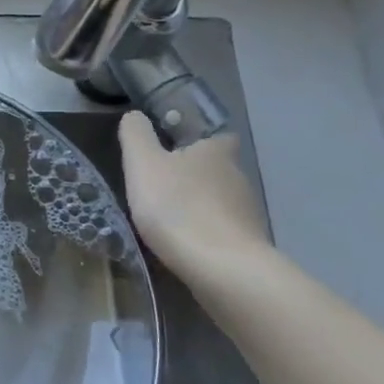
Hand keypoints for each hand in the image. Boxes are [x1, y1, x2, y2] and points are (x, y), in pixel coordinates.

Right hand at [118, 114, 270, 275]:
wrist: (221, 267)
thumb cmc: (177, 206)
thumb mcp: (142, 163)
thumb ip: (135, 135)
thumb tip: (135, 116)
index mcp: (216, 150)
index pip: (216, 133)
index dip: (196, 138)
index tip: (174, 146)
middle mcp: (238, 175)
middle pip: (216, 167)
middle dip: (193, 174)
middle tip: (161, 184)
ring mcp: (247, 211)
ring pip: (220, 199)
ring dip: (199, 204)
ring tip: (170, 218)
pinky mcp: (249, 242)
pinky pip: (223, 229)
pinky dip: (206, 231)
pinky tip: (186, 243)